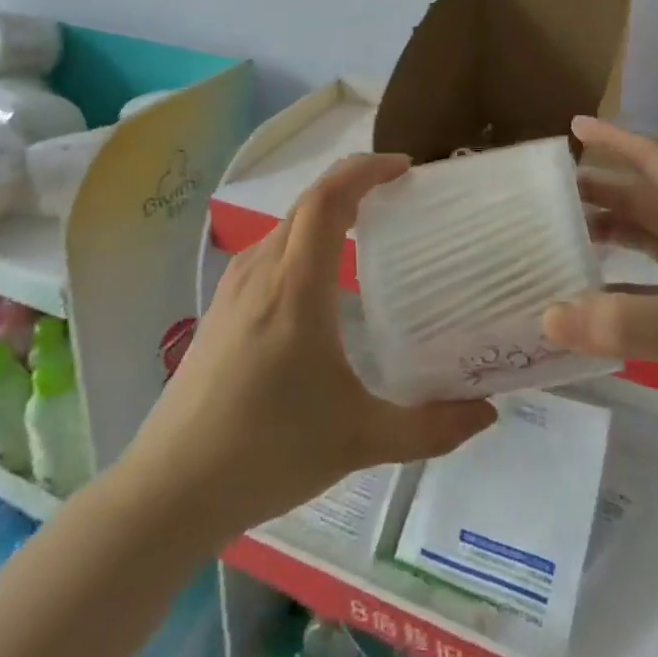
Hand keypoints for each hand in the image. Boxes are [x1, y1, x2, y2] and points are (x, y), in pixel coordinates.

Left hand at [120, 154, 496, 539]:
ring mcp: (233, 288)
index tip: (404, 167)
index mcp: (295, 285)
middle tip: (398, 196)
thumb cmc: (268, 452)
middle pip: (308, 204)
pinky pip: (269, 252)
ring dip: (326, 213)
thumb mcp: (359, 441)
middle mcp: (261, 271)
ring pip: (286, 227)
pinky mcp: (220, 309)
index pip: (328, 198)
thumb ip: (430, 428)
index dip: (365, 170)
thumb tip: (487, 413)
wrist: (170, 488)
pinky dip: (303, 241)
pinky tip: (320, 282)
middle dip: (353, 186)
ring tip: (368, 230)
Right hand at [542, 118, 657, 482]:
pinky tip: (595, 297)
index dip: (618, 142)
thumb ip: (625, 324)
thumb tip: (548, 315)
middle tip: (553, 193)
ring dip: (615, 233)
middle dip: (605, 191)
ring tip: (565, 234)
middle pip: (650, 201)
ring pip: (654, 240)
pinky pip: (657, 285)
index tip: (576, 128)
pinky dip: (624, 284)